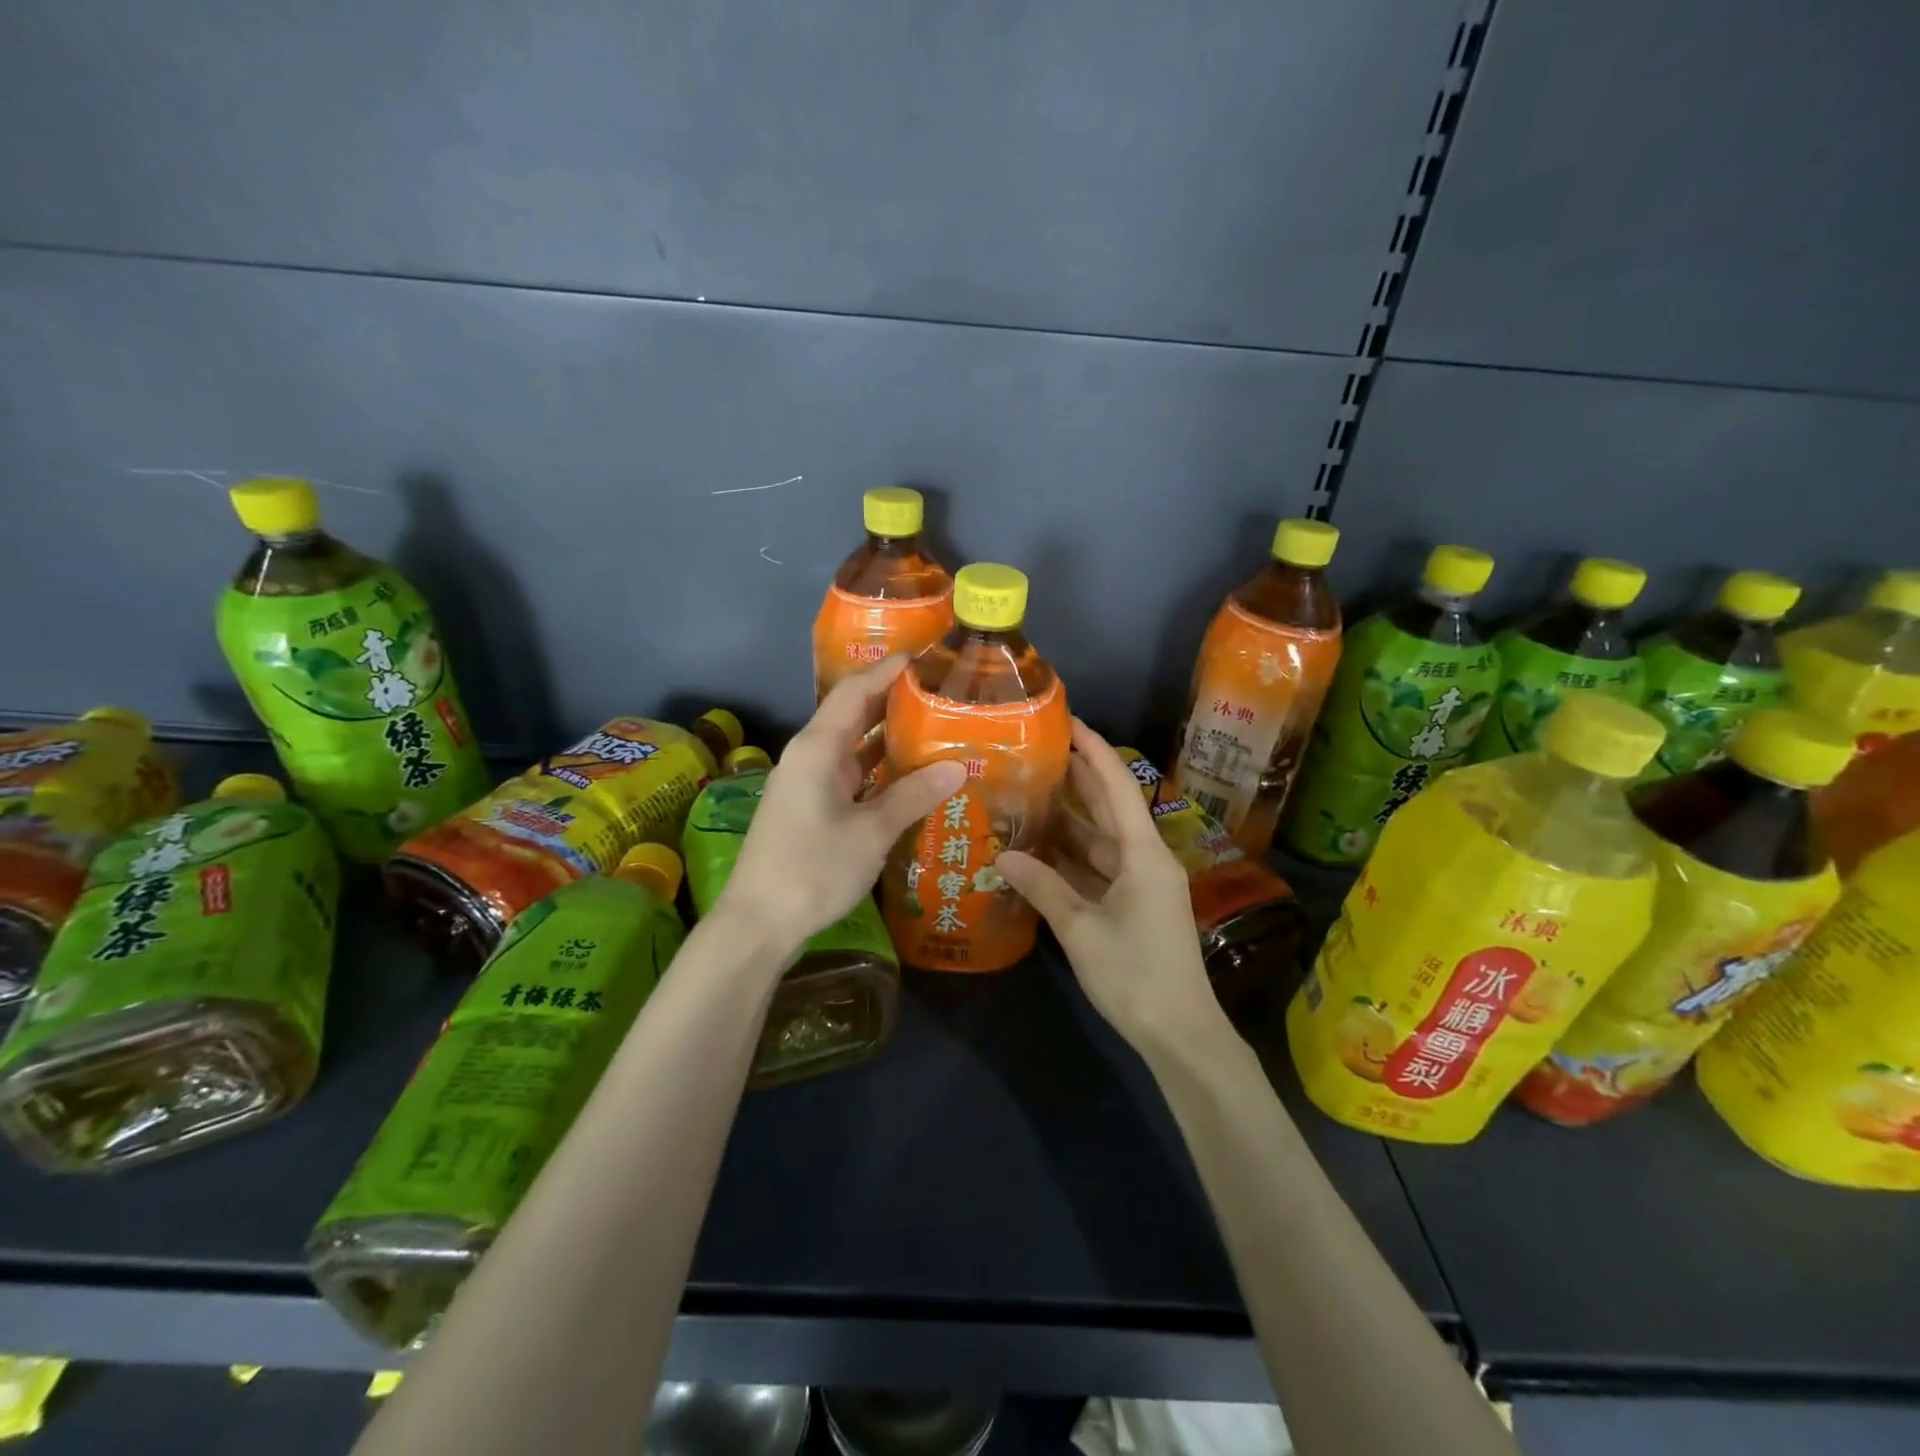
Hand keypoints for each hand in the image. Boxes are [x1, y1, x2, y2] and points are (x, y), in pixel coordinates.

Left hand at [715, 656, 964, 957]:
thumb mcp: (871, 832)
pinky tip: (909, 775)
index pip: (855, 691)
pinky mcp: (810, 807)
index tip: (927, 656)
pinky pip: (850, 774)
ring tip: (935, 728)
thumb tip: (957, 766)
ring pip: (853, 746)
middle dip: (894, 700)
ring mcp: (807, 782)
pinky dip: (878, 769)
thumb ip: (913, 795)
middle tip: (941, 693)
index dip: (888, 670)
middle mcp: (810, 756)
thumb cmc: (812, 869)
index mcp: (818, 748)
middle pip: (853, 714)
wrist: (758, 922)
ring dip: (888, 737)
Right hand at [996, 722, 1221, 1052]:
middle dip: (1080, 778)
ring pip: (1103, 840)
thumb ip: (1043, 887)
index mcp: (1143, 854)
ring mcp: (1142, 884)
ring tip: (1032, 794)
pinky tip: (1042, 849)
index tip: (1070, 722)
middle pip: (1111, 808)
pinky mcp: (1135, 905)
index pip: (1118, 788)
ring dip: (1072, 821)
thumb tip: (1002, 856)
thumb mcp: (1081, 929)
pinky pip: (1101, 869)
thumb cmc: (1135, 976)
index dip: (1095, 751)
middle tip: (1040, 753)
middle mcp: (1146, 859)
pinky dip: (1074, 857)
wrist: (1179, 1033)